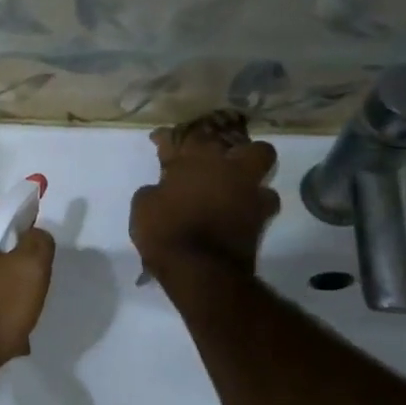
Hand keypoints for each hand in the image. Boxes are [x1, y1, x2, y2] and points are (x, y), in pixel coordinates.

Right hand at [130, 111, 279, 276]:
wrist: (201, 269)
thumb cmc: (165, 231)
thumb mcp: (143, 207)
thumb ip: (154, 190)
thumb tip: (161, 188)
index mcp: (194, 159)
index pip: (182, 135)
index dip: (168, 136)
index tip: (158, 139)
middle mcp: (227, 167)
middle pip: (240, 140)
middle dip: (230, 144)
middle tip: (215, 157)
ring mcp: (249, 190)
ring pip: (261, 166)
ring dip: (247, 175)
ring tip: (232, 187)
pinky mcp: (262, 216)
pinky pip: (263, 201)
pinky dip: (252, 205)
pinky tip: (239, 213)